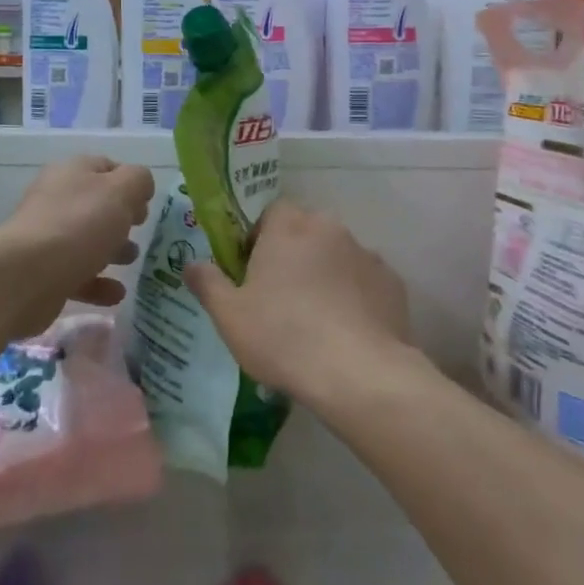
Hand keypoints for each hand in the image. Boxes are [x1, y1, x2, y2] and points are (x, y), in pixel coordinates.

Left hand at [0, 156, 154, 310]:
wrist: (25, 276)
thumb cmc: (79, 224)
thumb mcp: (120, 191)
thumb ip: (138, 181)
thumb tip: (140, 185)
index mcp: (72, 173)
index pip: (106, 167)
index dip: (129, 181)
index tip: (146, 203)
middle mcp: (57, 200)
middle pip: (96, 205)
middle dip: (121, 219)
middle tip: (140, 230)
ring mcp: (48, 238)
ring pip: (87, 240)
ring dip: (112, 251)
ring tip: (131, 262)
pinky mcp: (44, 273)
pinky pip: (78, 275)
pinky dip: (99, 284)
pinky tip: (116, 294)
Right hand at [184, 200, 413, 401]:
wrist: (358, 372)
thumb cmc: (283, 336)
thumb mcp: (229, 316)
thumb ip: (207, 283)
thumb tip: (191, 263)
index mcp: (289, 227)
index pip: (272, 212)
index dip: (260, 237)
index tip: (253, 270)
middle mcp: (329, 228)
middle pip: (306, 231)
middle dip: (294, 255)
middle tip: (280, 296)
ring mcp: (366, 254)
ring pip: (337, 255)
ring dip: (325, 274)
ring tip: (316, 319)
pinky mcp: (392, 282)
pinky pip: (364, 281)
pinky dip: (355, 295)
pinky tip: (347, 330)